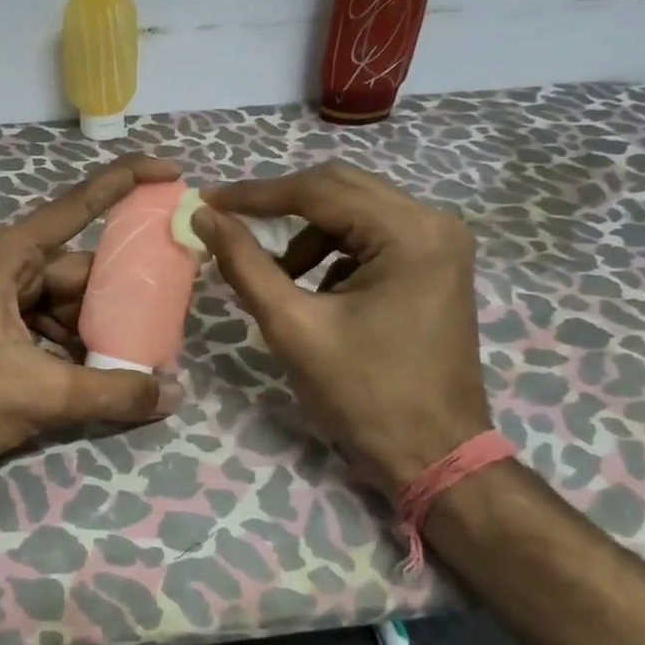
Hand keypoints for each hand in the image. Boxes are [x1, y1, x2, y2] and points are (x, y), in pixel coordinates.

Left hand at [0, 155, 185, 487]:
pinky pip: (45, 327)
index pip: (79, 206)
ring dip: (98, 329)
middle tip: (169, 312)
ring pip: (64, 304)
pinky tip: (97, 376)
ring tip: (140, 356)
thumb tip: (175, 393)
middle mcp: (6, 268)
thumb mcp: (40, 394)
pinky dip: (71, 347)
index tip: (171, 172)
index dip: (127, 182)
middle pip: (79, 269)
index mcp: (11, 256)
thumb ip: (112, 392)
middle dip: (122, 293)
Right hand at [193, 162, 491, 497]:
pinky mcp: (435, 264)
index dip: (255, 195)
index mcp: (410, 233)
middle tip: (229, 221)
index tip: (207, 202)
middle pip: (340, 187)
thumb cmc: (364, 396)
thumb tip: (204, 217)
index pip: (318, 191)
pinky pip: (372, 234)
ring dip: (308, 231)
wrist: (435, 457)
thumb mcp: (293, 326)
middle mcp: (434, 223)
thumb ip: (245, 264)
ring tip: (278, 273)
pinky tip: (315, 288)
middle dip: (280, 204)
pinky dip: (334, 249)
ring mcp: (440, 243)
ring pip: (355, 209)